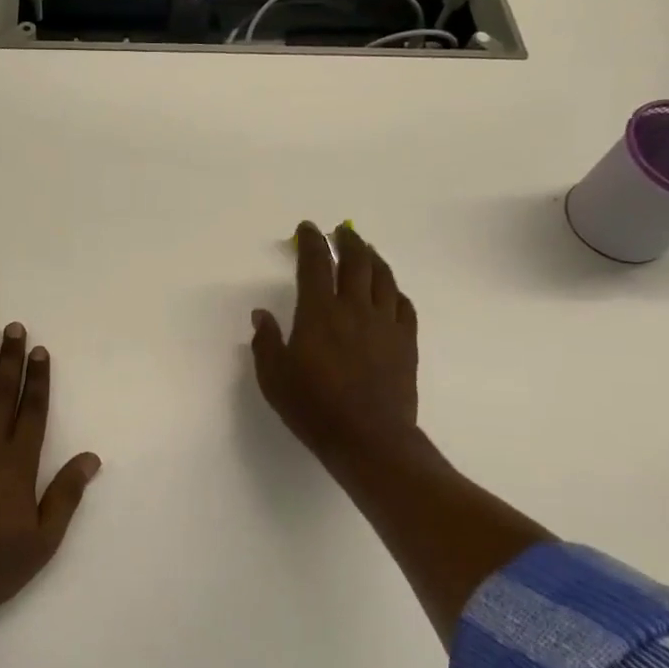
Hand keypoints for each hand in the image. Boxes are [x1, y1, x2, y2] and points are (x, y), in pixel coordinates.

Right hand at [251, 222, 419, 477]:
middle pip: (356, 262)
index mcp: (319, 312)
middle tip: (341, 231)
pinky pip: (404, 306)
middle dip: (348, 241)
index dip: (311, 241)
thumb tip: (261, 314)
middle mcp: (355, 309)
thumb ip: (266, 342)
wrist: (368, 439)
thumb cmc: (314, 408)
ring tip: (367, 251)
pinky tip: (391, 292)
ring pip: (384, 278)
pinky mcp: (406, 343)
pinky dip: (396, 291)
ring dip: (374, 259)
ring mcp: (385, 324)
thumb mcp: (273, 377)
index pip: (316, 263)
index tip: (307, 228)